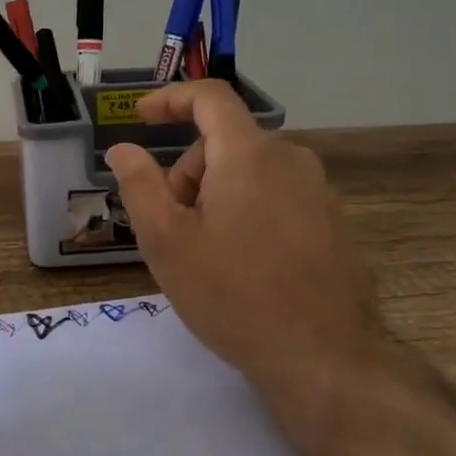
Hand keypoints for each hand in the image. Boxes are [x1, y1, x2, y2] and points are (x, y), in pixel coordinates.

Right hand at [104, 82, 396, 449]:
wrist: (323, 358)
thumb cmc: (233, 296)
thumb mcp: (167, 242)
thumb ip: (139, 185)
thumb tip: (123, 148)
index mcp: (249, 155)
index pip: (210, 97)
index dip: (170, 98)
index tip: (141, 117)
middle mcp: (291, 159)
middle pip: (225, 142)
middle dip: (188, 172)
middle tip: (172, 228)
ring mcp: (318, 190)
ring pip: (250, 171)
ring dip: (216, 195)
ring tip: (207, 254)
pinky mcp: (332, 220)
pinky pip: (276, 195)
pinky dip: (247, 210)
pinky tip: (244, 264)